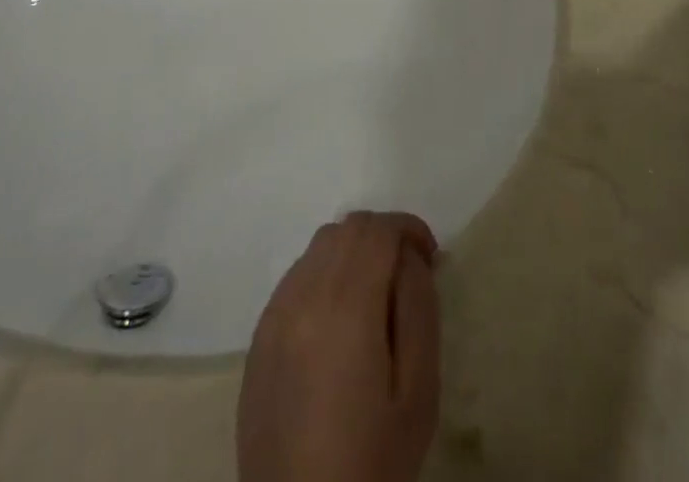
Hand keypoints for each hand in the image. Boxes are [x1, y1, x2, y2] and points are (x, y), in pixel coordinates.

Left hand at [238, 211, 441, 481]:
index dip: (409, 229)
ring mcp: (274, 316)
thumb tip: (409, 258)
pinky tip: (339, 321)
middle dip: (382, 237)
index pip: (377, 230)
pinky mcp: (258, 339)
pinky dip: (324, 276)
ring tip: (374, 296)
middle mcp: (302, 296)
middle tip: (407, 274)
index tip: (430, 256)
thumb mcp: (418, 392)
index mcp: (344, 307)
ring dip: (351, 253)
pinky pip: (296, 278)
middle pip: (346, 229)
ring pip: (318, 247)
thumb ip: (418, 309)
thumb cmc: (372, 464)